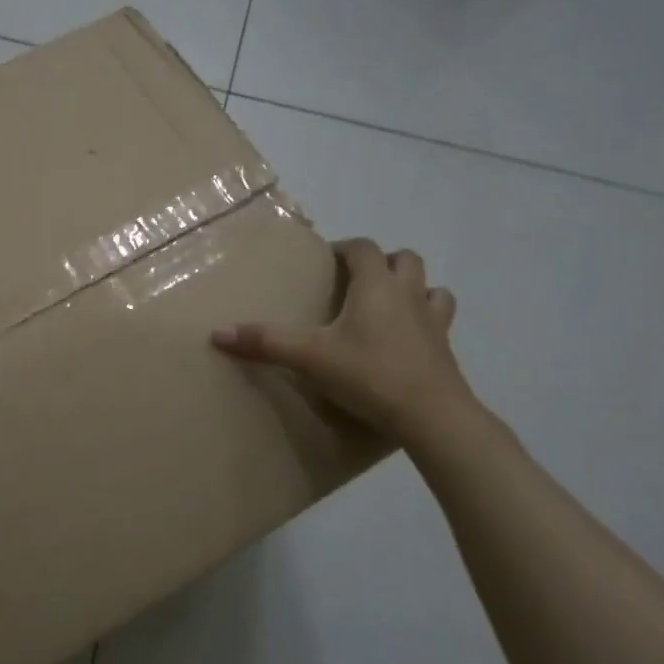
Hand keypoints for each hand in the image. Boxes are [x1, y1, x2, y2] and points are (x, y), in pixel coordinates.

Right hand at [212, 238, 473, 446]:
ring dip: (410, 286)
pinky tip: (408, 336)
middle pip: (403, 259)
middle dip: (380, 262)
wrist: (430, 415)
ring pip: (429, 286)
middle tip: (354, 281)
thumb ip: (265, 342)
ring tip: (386, 304)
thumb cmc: (368, 374)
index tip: (325, 261)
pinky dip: (426, 317)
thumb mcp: (309, 357)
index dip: (344, 248)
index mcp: (376, 286)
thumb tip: (217, 333)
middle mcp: (408, 293)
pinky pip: (440, 318)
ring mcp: (433, 320)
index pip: (363, 248)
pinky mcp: (445, 348)